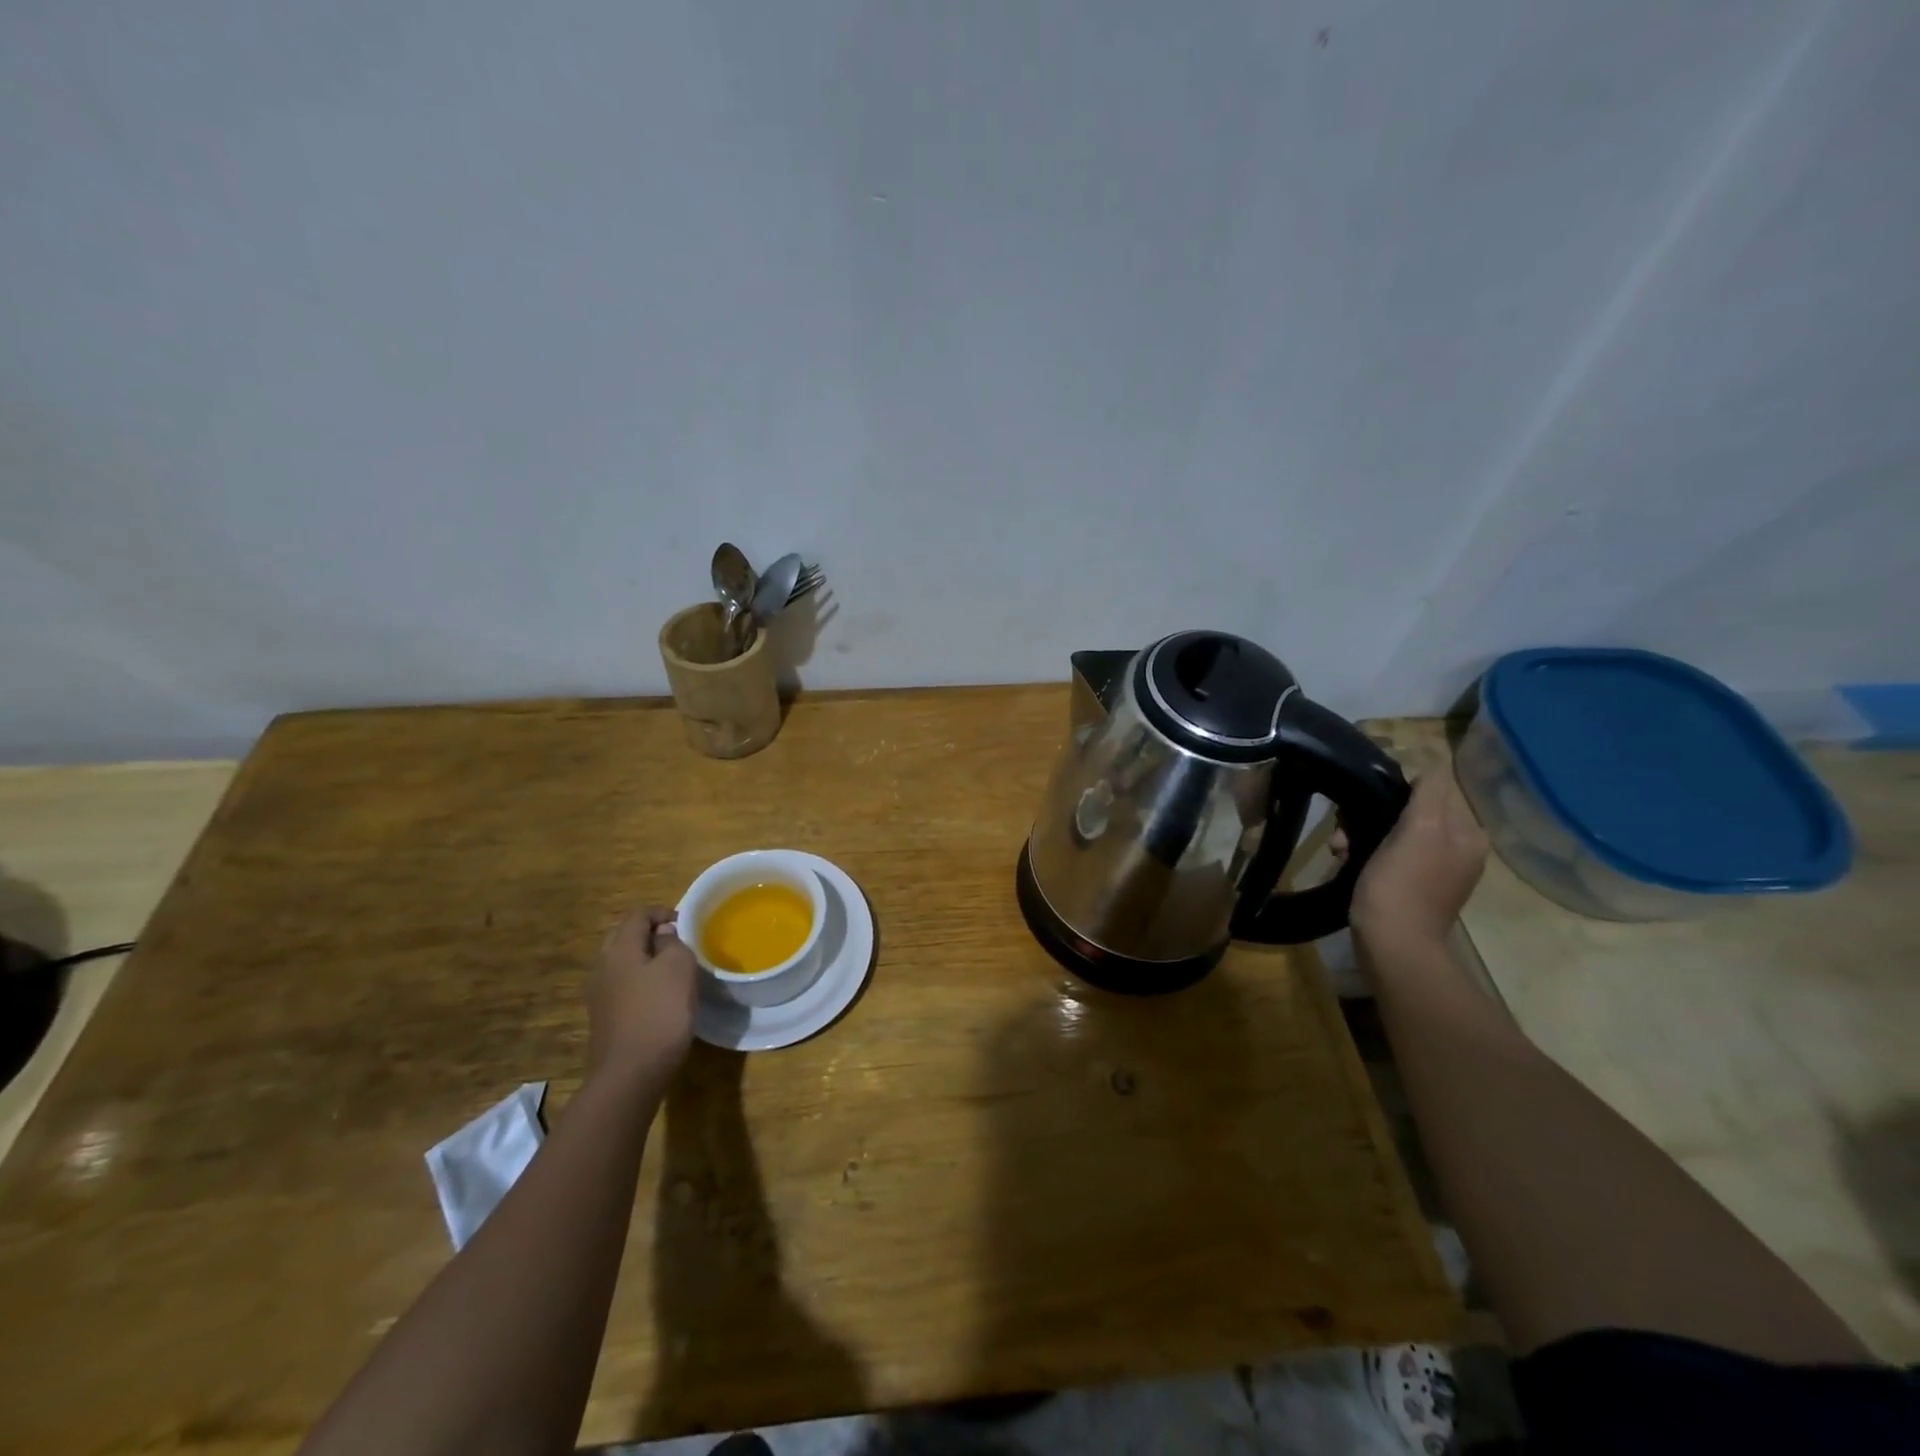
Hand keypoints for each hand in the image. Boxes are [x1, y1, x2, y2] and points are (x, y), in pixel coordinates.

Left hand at [587, 905, 696, 1088]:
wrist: (630, 1074)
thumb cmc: (660, 1012)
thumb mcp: (679, 968)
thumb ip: (672, 943)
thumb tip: (663, 935)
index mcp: (619, 949)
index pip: (637, 916)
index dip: (661, 912)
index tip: (684, 922)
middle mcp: (602, 967)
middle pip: (623, 937)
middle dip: (649, 933)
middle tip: (676, 941)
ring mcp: (599, 995)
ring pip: (622, 963)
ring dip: (644, 958)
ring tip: (671, 968)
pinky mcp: (604, 1018)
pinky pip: (622, 986)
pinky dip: (639, 981)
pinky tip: (658, 996)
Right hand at [1339, 771, 1488, 950]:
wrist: (1393, 946)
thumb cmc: (1402, 884)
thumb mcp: (1419, 829)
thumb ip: (1429, 792)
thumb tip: (1431, 760)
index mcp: (1467, 834)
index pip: (1428, 791)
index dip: (1391, 793)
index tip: (1363, 808)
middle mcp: (1458, 850)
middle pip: (1408, 813)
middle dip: (1371, 817)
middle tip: (1344, 833)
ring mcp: (1435, 871)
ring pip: (1392, 834)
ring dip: (1361, 836)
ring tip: (1340, 850)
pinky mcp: (1412, 888)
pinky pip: (1387, 856)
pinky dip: (1365, 855)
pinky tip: (1346, 863)